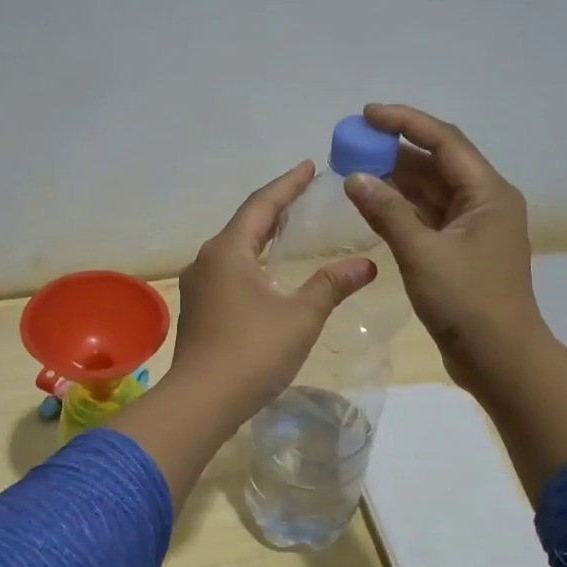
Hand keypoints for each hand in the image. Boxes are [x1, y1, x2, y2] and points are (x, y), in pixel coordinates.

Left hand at [112, 162, 373, 506]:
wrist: (201, 401)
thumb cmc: (253, 352)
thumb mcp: (301, 316)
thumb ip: (332, 285)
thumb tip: (368, 264)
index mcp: (228, 251)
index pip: (262, 205)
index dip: (288, 184)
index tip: (309, 165)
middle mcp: (207, 260)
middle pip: (245, 223)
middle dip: (275, 207)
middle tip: (304, 193)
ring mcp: (198, 285)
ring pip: (234, 248)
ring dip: (261, 235)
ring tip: (289, 228)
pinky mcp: (198, 308)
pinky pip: (228, 271)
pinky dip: (251, 260)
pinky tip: (267, 272)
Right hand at [343, 103, 566, 490]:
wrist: (499, 358)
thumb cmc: (467, 302)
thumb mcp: (422, 254)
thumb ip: (387, 212)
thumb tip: (355, 177)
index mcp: (488, 194)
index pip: (444, 142)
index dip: (406, 122)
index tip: (367, 113)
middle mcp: (484, 202)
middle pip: (436, 163)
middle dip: (395, 150)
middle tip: (352, 144)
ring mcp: (472, 228)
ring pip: (429, 191)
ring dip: (395, 180)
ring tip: (354, 169)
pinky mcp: (459, 250)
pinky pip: (426, 217)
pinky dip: (400, 209)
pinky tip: (371, 203)